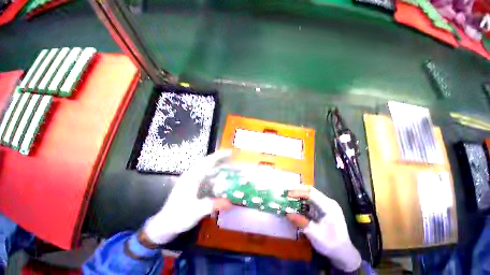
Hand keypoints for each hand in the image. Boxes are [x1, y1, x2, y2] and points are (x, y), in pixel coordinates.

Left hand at [143, 151, 232, 244]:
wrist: (165, 225)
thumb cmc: (179, 216)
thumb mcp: (197, 211)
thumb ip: (215, 205)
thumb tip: (231, 203)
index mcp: (192, 177)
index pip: (207, 161)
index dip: (219, 155)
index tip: (230, 152)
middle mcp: (192, 175)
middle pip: (208, 163)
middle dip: (221, 160)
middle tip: (233, 160)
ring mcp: (192, 180)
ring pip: (208, 169)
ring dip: (219, 168)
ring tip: (230, 168)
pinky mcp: (193, 185)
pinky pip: (206, 177)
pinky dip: (215, 176)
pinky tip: (221, 179)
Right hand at [287, 187, 360, 271]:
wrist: (343, 253)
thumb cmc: (331, 244)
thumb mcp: (315, 234)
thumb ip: (301, 222)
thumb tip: (287, 213)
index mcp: (329, 206)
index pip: (311, 194)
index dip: (298, 192)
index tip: (287, 194)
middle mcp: (328, 202)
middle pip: (311, 191)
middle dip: (298, 190)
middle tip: (286, 191)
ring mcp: (326, 205)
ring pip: (311, 194)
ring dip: (299, 194)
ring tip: (289, 195)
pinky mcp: (324, 209)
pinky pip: (311, 200)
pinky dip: (302, 200)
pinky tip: (296, 202)